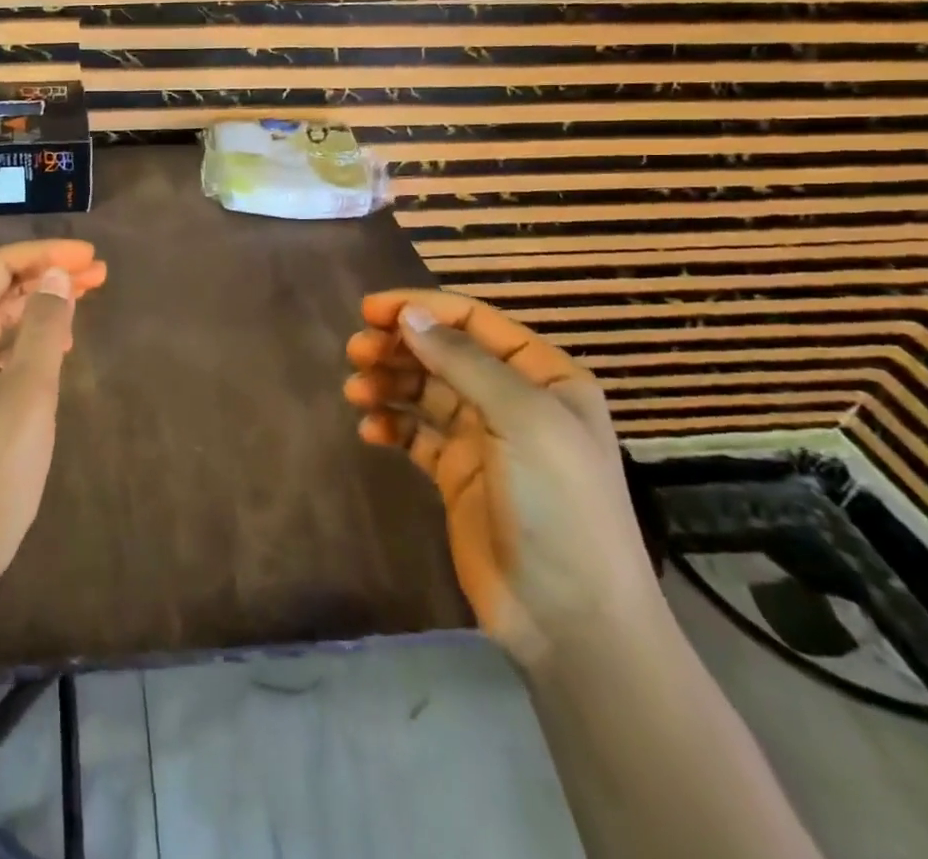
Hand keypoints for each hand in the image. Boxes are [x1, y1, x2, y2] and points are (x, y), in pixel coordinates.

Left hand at [0, 240, 107, 610]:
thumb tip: (54, 274)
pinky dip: (30, 337)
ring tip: (87, 296)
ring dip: (41, 304)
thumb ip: (42, 328)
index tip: (91, 258)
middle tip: (100, 273)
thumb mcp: (26, 397)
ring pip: (0, 319)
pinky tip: (58, 342)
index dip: (45, 254)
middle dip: (48, 275)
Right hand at [342, 290, 657, 669]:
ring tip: (356, 391)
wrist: (570, 620)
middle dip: (398, 346)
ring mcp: (483, 439)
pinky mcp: (456, 474)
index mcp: (544, 376)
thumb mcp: (523, 420)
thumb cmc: (559, 505)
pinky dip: (390, 424)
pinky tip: (370, 430)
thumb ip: (464, 362)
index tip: (370, 310)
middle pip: (443, 352)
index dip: (422, 309)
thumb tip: (408, 315)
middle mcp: (513, 400)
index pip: (474, 321)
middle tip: (356, 352)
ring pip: (424, 389)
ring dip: (389, 382)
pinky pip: (414, 433)